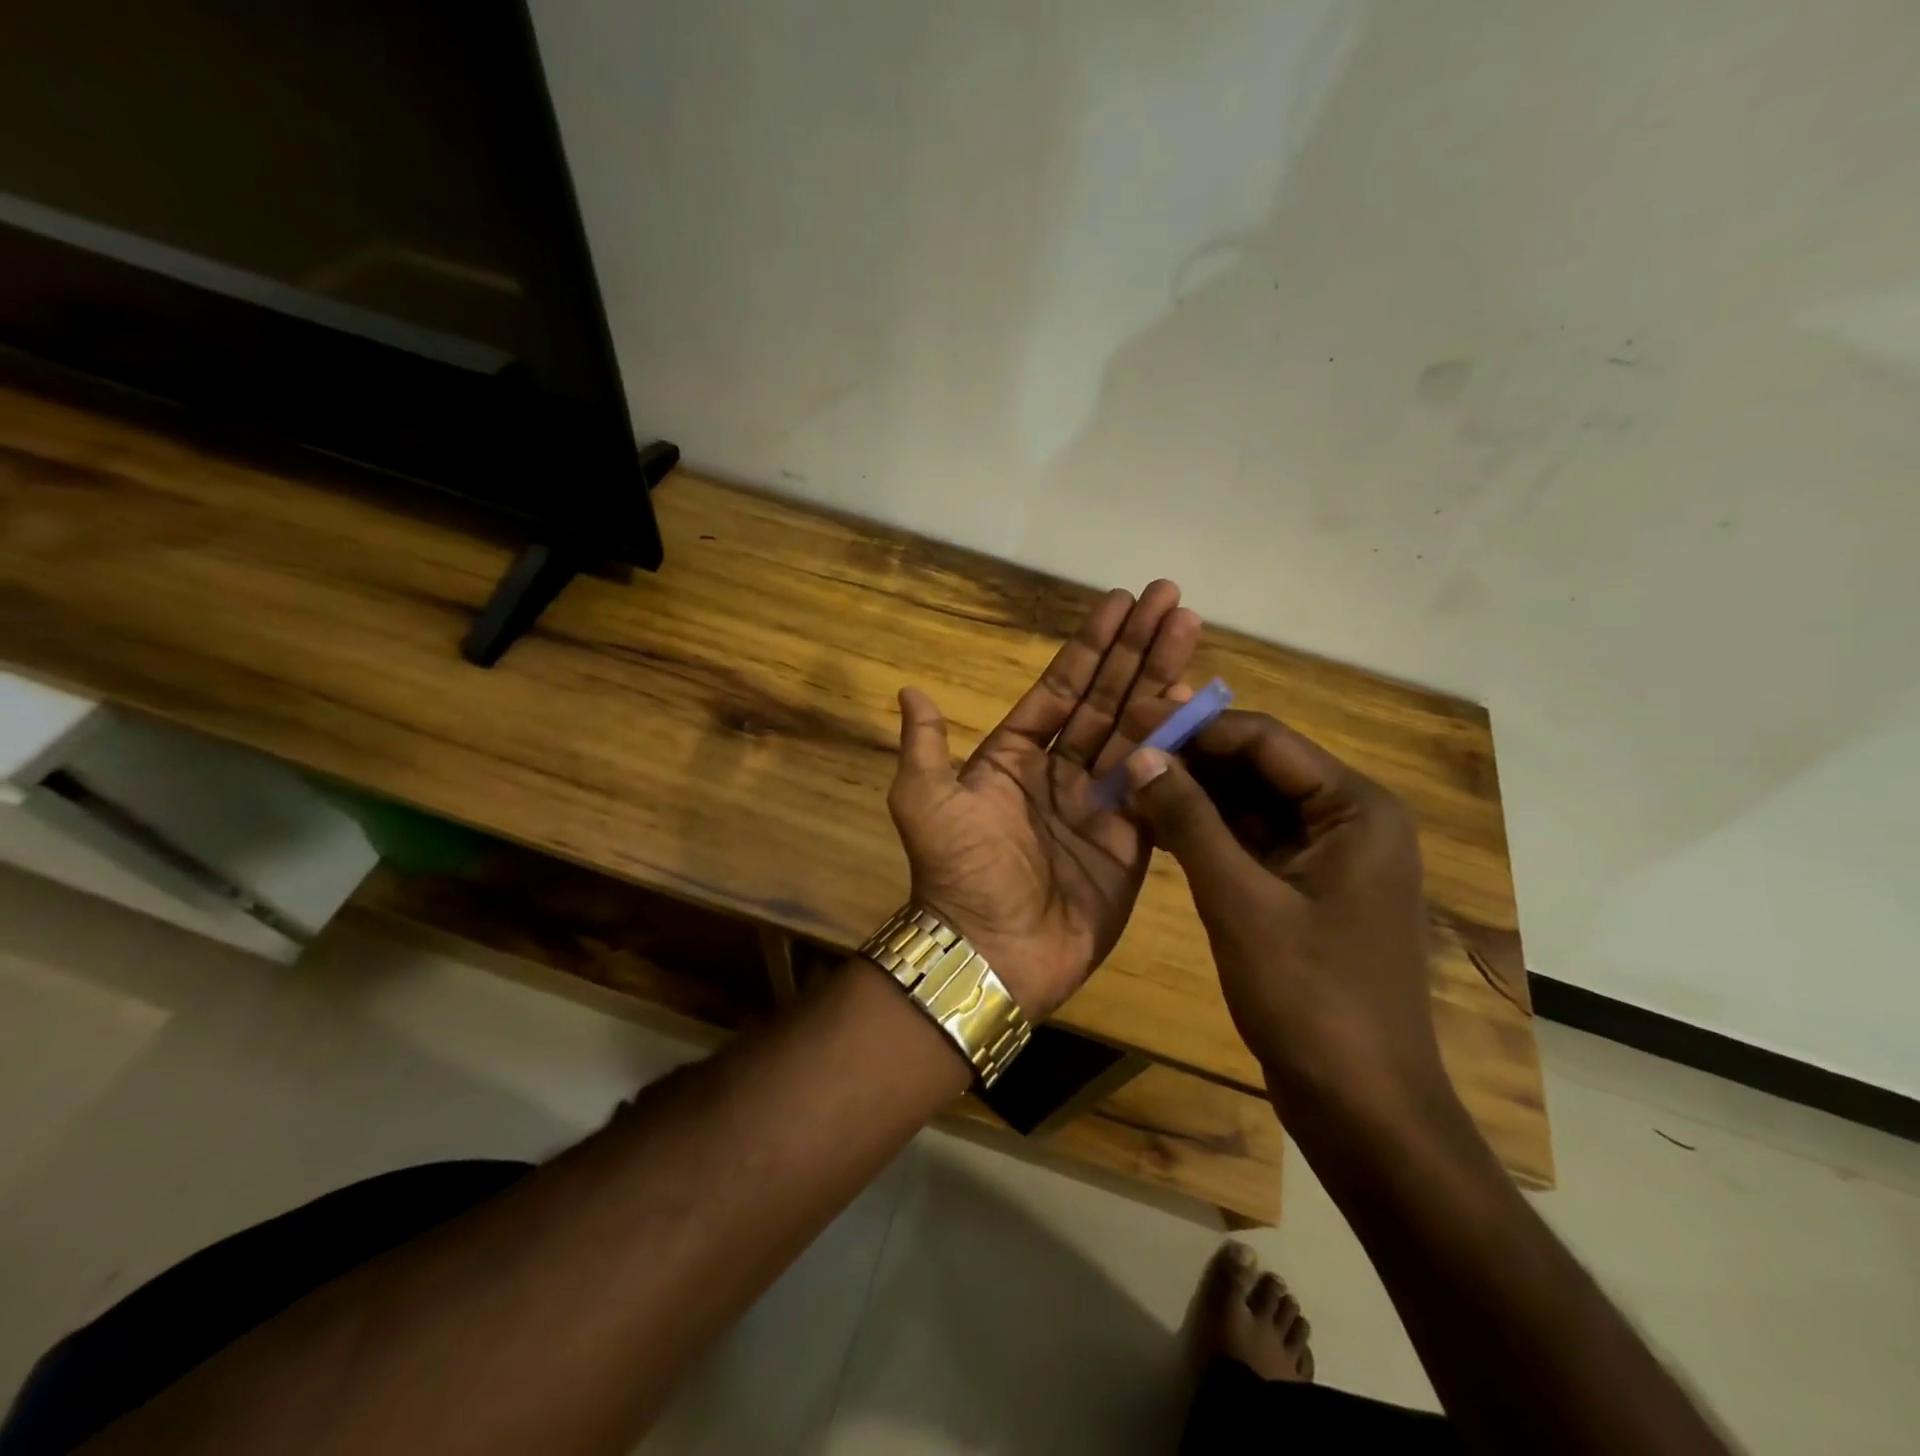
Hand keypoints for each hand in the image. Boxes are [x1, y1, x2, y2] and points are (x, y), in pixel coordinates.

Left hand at [886, 581, 1200, 1018]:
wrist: (991, 952)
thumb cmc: (958, 872)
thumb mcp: (924, 801)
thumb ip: (925, 745)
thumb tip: (909, 690)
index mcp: (1013, 757)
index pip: (1061, 688)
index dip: (1090, 646)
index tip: (1120, 602)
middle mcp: (1059, 772)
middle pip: (1107, 698)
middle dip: (1136, 648)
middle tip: (1171, 598)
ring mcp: (1099, 803)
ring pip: (1136, 730)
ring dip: (1163, 679)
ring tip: (1189, 629)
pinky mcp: (1131, 838)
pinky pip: (1157, 781)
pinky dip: (1176, 744)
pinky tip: (1197, 702)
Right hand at [1123, 712, 1449, 1126]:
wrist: (1363, 1109)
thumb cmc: (1311, 1000)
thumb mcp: (1240, 902)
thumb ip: (1189, 821)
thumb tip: (1139, 755)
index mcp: (1356, 809)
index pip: (1264, 740)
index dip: (1194, 727)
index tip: (1130, 721)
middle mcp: (1348, 821)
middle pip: (1258, 769)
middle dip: (1190, 760)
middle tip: (1120, 751)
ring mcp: (1327, 858)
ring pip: (1249, 806)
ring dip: (1192, 796)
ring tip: (1126, 783)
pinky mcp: (1304, 891)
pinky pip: (1249, 844)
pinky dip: (1205, 834)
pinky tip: (1154, 826)